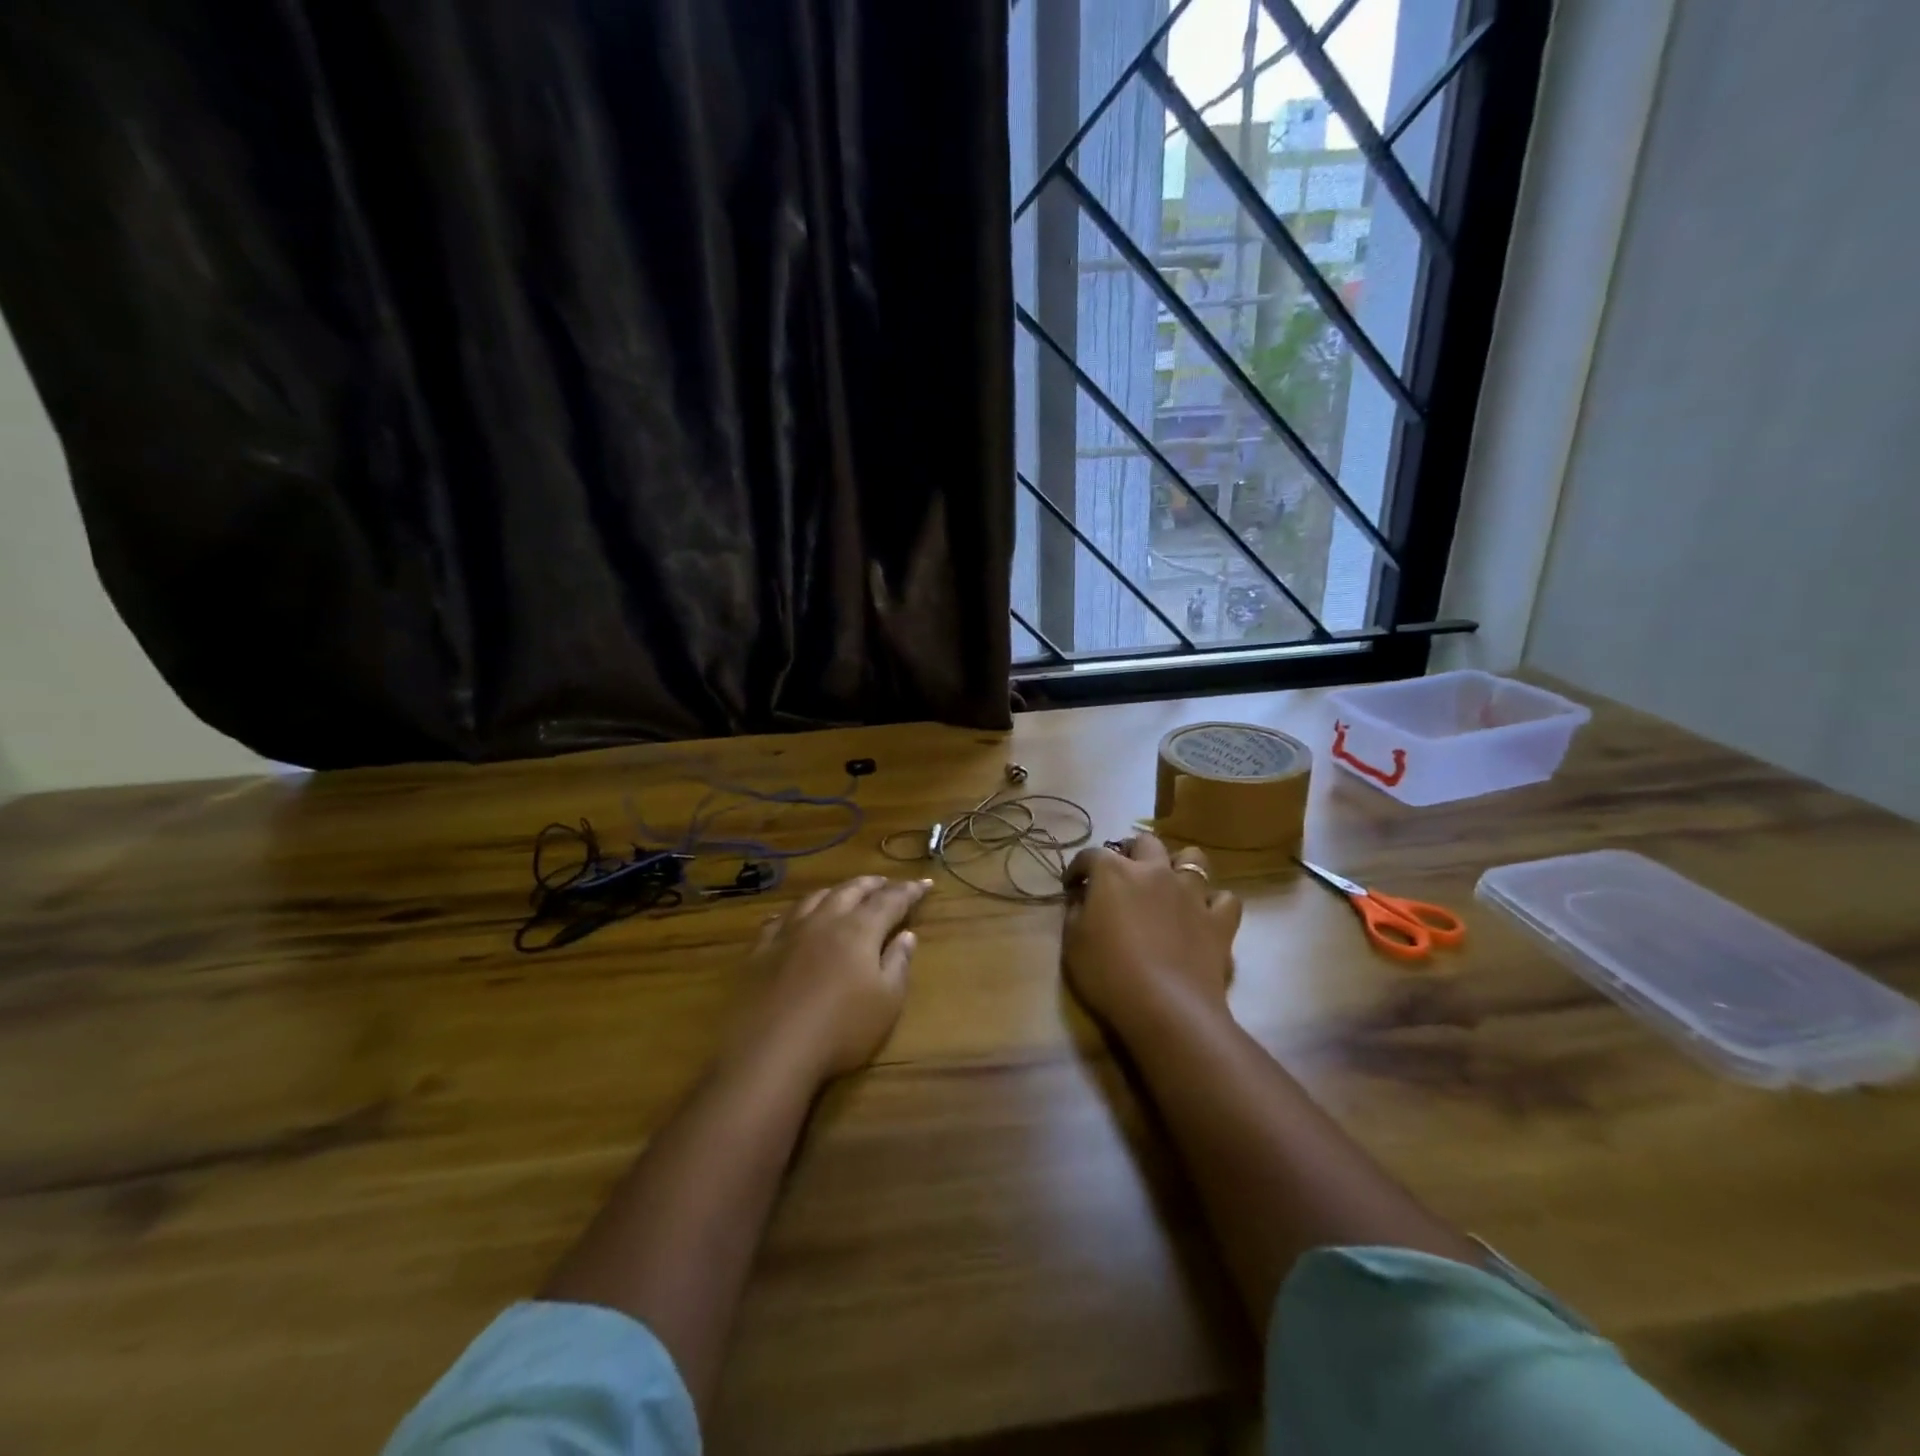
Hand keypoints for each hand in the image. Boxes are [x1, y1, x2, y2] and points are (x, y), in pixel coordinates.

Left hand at [732, 875, 931, 1081]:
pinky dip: (795, 912)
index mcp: (860, 930)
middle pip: (851, 890)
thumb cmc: (841, 1029)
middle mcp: (825, 921)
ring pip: (815, 898)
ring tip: (845, 891)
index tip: (925, 883)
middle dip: (872, 884)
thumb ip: (898, 963)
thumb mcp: (886, 1002)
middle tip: (885, 881)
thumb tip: (907, 935)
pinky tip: (793, 917)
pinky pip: (779, 919)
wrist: (771, 1051)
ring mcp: (789, 933)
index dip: (910, 891)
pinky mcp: (761, 950)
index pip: (891, 900)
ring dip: (836, 891)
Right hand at [1061, 834, 1240, 1035]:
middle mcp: (1154, 871)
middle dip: (1131, 852)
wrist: (1166, 1007)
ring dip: (1178, 865)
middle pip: (1145, 843)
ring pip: (1193, 858)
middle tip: (1122, 875)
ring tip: (1168, 883)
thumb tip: (1081, 899)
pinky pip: (1225, 899)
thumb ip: (1075, 912)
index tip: (1072, 885)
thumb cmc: (1108, 973)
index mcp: (1114, 872)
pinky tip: (1203, 915)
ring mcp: (1191, 893)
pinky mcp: (1219, 921)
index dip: (1078, 868)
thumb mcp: (1072, 943)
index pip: (1090, 856)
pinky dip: (1214, 903)